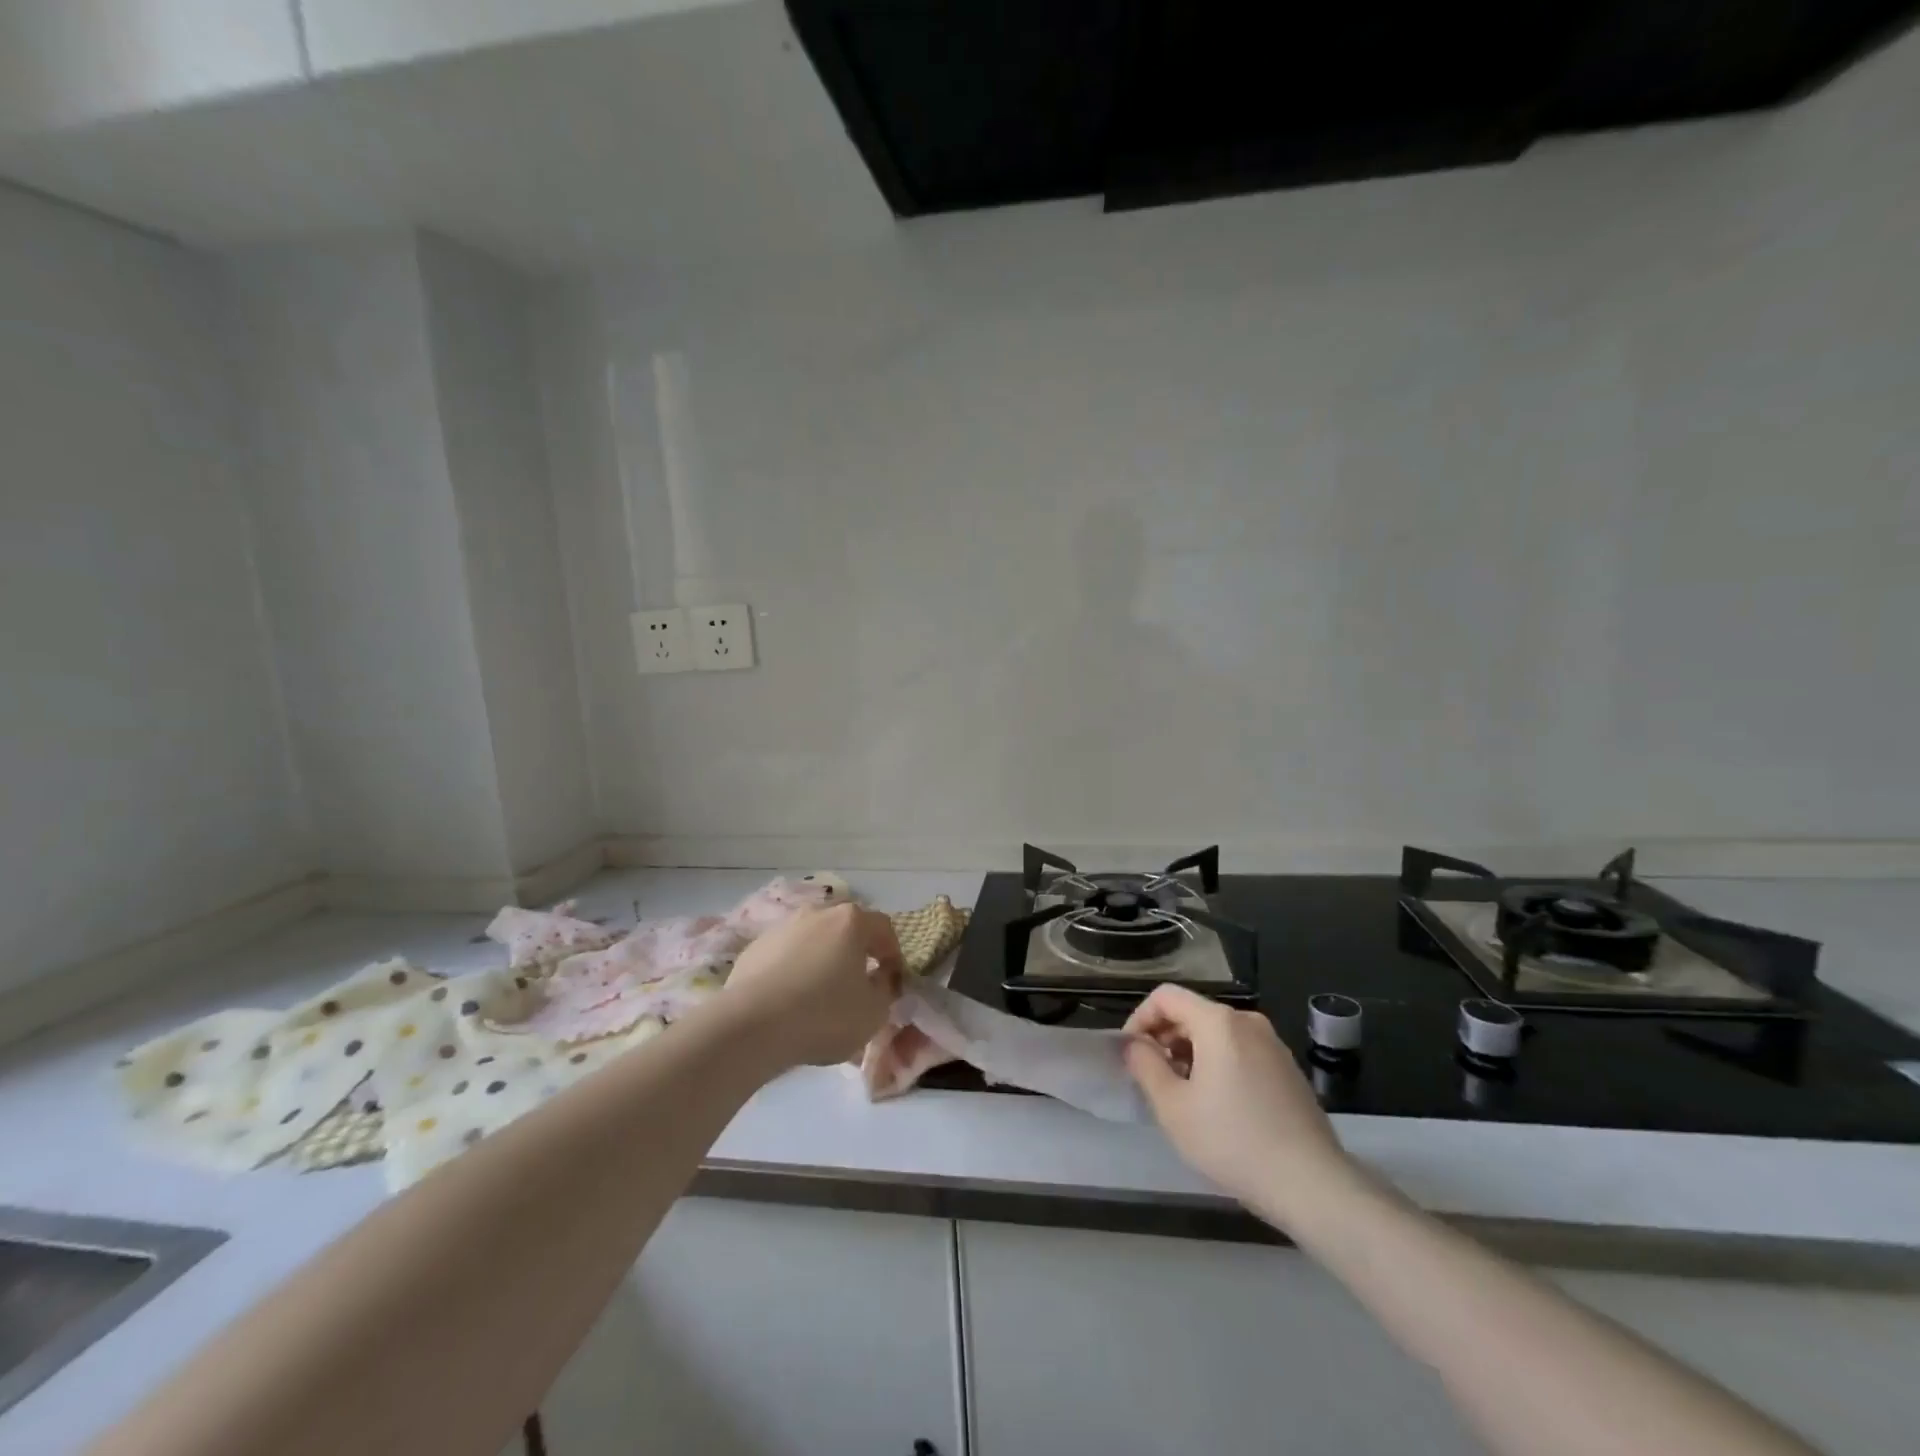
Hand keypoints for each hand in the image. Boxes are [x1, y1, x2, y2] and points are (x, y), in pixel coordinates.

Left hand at [723, 904, 903, 1067]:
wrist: (752, 1026)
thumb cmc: (824, 1014)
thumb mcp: (874, 1011)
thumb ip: (885, 989)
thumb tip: (879, 977)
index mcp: (851, 921)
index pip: (884, 928)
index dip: (893, 954)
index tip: (892, 981)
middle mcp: (817, 913)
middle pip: (846, 929)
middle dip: (856, 953)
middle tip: (858, 984)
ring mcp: (782, 928)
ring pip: (813, 941)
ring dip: (822, 960)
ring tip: (820, 995)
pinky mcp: (754, 948)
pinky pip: (785, 956)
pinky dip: (793, 971)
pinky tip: (789, 1001)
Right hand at [1124, 985, 1358, 1230]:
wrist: (1312, 1185)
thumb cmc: (1233, 1141)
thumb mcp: (1173, 1107)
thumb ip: (1145, 1066)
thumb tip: (1134, 1045)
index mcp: (1218, 1021)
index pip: (1166, 997)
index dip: (1140, 1019)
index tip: (1131, 1054)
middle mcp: (1247, 1021)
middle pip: (1192, 1012)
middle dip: (1165, 1038)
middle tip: (1152, 1078)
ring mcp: (1273, 1044)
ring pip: (1216, 1034)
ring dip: (1190, 1054)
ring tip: (1182, 1096)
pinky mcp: (1288, 1069)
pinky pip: (1240, 1051)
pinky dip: (1218, 1064)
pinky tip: (1217, 1106)